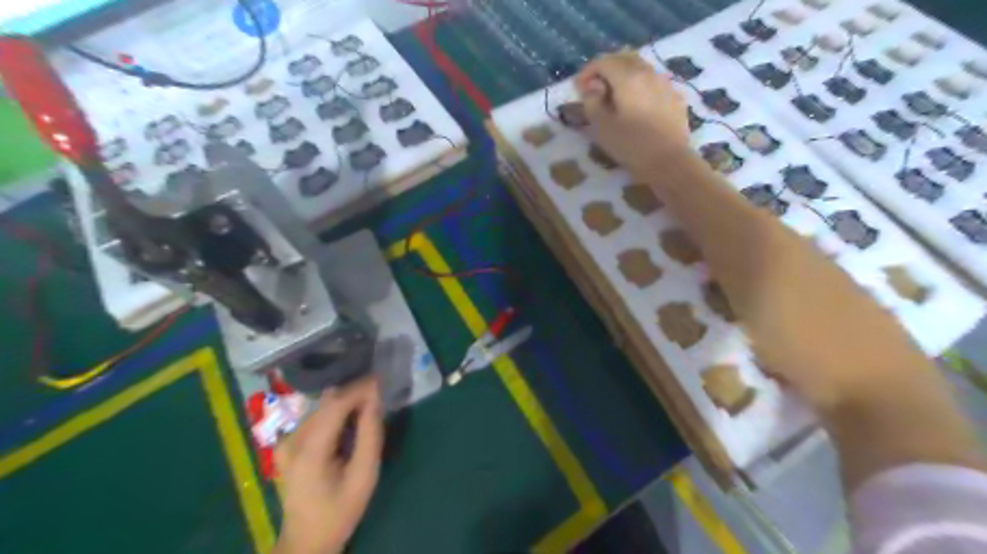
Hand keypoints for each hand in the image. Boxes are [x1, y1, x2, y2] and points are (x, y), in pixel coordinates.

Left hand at [277, 375, 383, 551]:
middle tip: (378, 392)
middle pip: (326, 403)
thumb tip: (375, 399)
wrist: (306, 540)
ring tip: (367, 404)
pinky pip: (315, 417)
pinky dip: (335, 413)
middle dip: (353, 393)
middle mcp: (291, 440)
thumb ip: (370, 434)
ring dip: (345, 402)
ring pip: (320, 407)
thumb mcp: (364, 475)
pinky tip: (349, 420)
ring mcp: (285, 442)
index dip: (358, 389)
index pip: (334, 405)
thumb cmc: (340, 510)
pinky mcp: (287, 444)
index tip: (380, 379)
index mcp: (309, 451)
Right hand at [575, 49, 687, 175]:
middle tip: (595, 87)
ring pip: (641, 67)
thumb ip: (592, 101)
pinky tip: (637, 104)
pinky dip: (640, 85)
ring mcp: (665, 83)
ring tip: (615, 96)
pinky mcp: (675, 97)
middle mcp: (648, 72)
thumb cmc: (630, 145)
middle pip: (624, 58)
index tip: (578, 89)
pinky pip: (654, 82)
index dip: (587, 72)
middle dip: (606, 68)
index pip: (603, 62)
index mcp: (627, 77)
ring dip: (624, 75)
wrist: (669, 162)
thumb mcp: (601, 126)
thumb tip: (592, 87)